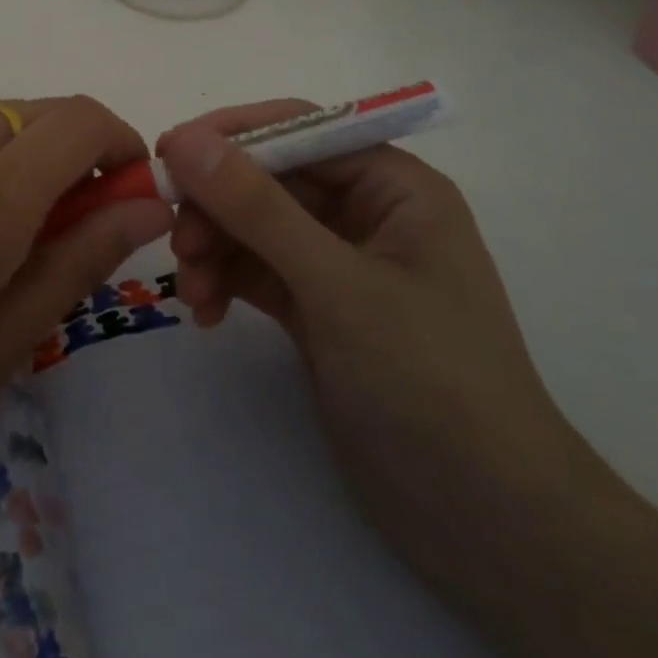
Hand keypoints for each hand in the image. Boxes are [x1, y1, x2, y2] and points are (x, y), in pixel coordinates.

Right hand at [159, 103, 608, 597]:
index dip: (233, 135)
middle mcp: (367, 214)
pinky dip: (227, 281)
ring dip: (216, 247)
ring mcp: (341, 265)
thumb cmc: (429, 382)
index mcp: (393, 186)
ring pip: (256, 227)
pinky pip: (258, 271)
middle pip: (270, 179)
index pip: (301, 130)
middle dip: (219, 205)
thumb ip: (258, 208)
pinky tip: (207, 312)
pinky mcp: (320, 311)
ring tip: (192, 291)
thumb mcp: (338, 286)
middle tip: (176, 240)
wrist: (488, 528)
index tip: (169, 153)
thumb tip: (186, 140)